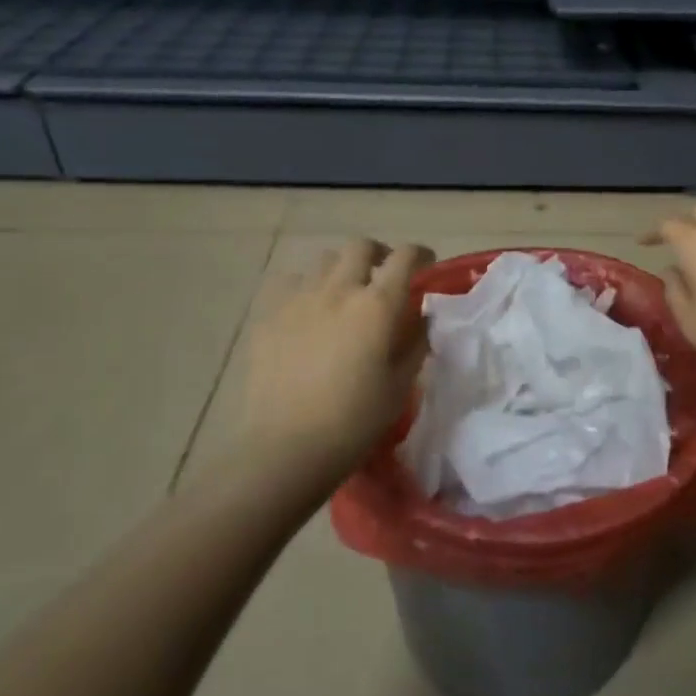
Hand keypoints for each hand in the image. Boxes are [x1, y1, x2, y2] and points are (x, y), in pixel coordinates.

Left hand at [237, 239, 434, 488]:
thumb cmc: (353, 422)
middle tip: (384, 274)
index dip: (420, 255)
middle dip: (379, 253)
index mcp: (377, 306)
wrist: (285, 448)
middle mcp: (339, 290)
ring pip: (324, 260)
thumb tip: (420, 318)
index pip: (405, 258)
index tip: (426, 265)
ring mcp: (299, 299)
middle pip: (361, 246)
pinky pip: (290, 282)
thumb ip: (415, 343)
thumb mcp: (399, 385)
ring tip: (345, 292)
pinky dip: (306, 286)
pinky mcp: (269, 316)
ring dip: (342, 268)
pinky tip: (308, 310)